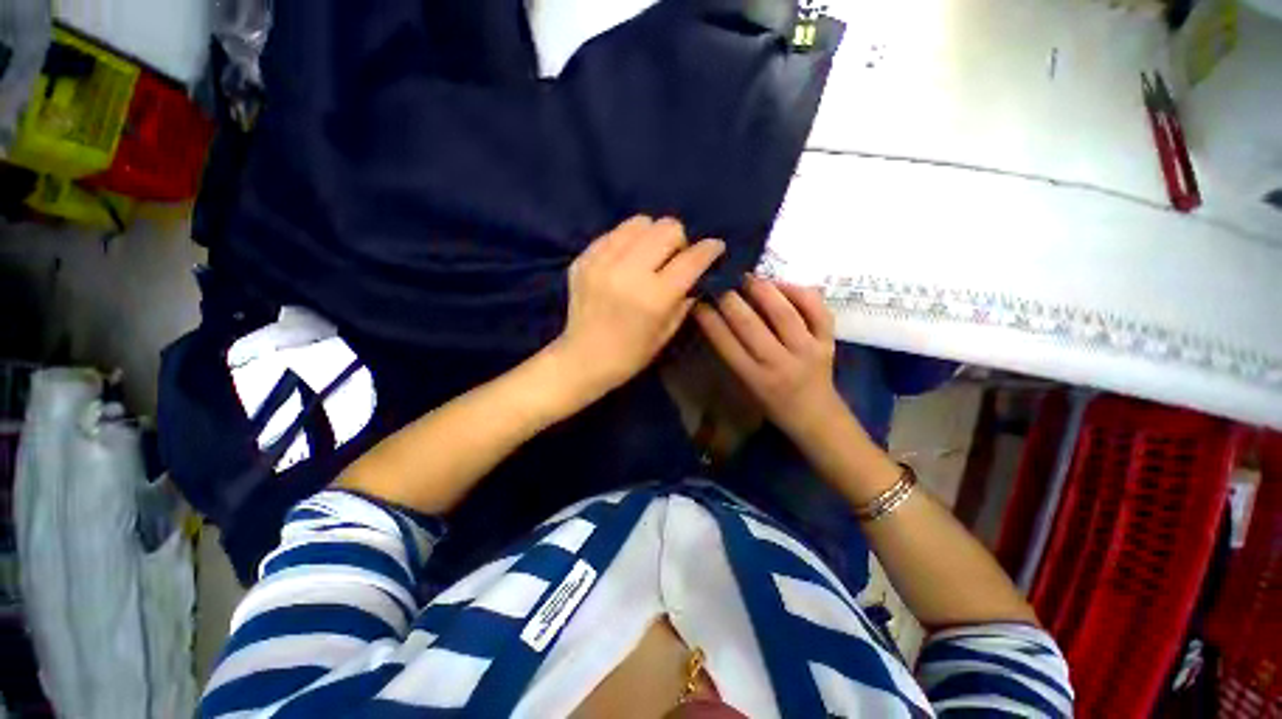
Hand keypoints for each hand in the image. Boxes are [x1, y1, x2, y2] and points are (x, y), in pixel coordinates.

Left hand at [551, 216, 724, 399]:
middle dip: (679, 240)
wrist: (582, 359)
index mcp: (653, 297)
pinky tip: (624, 261)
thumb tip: (697, 274)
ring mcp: (601, 262)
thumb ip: (685, 299)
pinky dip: (626, 242)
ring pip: (639, 223)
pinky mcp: (583, 259)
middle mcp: (628, 273)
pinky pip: (613, 233)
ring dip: (651, 236)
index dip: (709, 249)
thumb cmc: (630, 355)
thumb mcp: (666, 333)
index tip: (715, 247)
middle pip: (667, 228)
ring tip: (648, 255)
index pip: (691, 260)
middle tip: (674, 257)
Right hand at [693, 276, 843, 441]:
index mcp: (756, 378)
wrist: (816, 414)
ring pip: (784, 313)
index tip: (699, 303)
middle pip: (752, 326)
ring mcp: (808, 350)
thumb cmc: (772, 402)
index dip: (710, 320)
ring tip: (748, 278)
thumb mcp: (746, 385)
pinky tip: (781, 284)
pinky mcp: (829, 340)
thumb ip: (733, 354)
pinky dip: (798, 291)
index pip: (727, 344)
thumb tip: (718, 317)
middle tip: (721, 285)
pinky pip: (816, 309)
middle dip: (731, 301)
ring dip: (763, 290)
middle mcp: (781, 363)